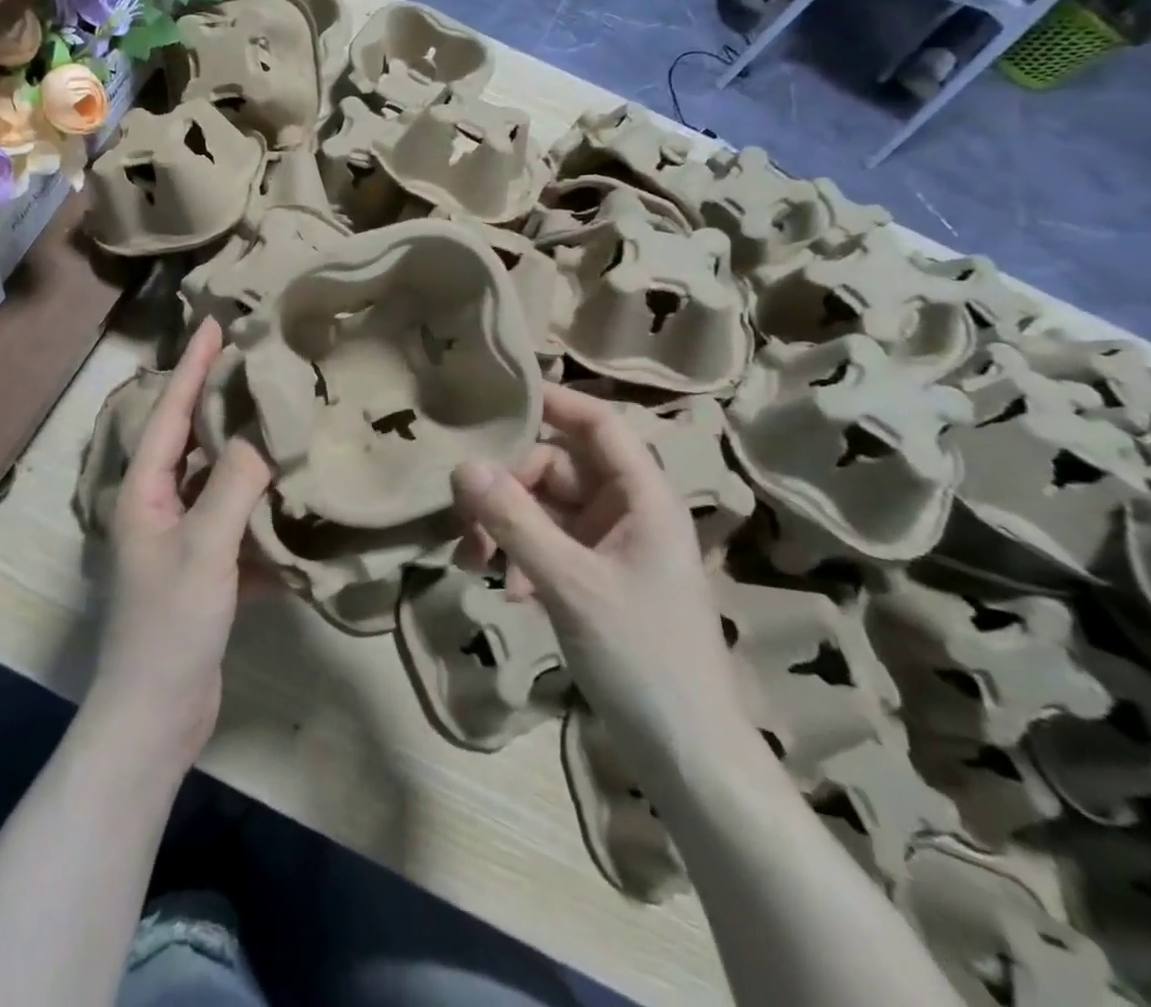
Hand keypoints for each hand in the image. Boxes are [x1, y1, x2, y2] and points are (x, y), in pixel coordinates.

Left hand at [89, 319, 272, 769]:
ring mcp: (182, 540)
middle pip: (193, 441)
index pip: (169, 411)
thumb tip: (265, 429)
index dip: (193, 366)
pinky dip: (263, 512)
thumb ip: (235, 482)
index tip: (216, 323)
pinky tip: (299, 497)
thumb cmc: (170, 624)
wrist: (155, 717)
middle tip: (260, 363)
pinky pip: (238, 526)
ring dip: (248, 455)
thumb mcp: (205, 546)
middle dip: (221, 401)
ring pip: (219, 483)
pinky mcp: (207, 571)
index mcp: (143, 490)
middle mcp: (157, 506)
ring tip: (285, 418)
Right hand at [452, 386, 751, 787]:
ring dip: (509, 526)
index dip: (555, 402)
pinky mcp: (598, 577)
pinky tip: (510, 591)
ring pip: (547, 508)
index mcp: (643, 497)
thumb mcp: (570, 584)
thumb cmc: (641, 656)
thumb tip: (463, 464)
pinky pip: (550, 544)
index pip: (599, 425)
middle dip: (510, 489)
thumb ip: (514, 521)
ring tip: (477, 562)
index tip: (500, 396)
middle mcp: (628, 511)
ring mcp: (613, 546)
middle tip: (468, 524)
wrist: (687, 755)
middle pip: (558, 468)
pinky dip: (523, 556)